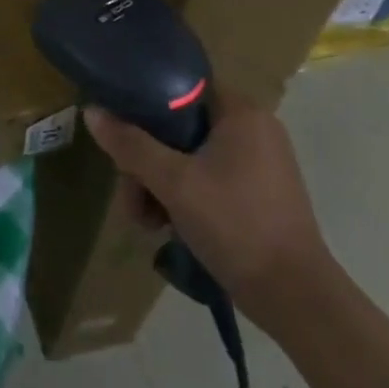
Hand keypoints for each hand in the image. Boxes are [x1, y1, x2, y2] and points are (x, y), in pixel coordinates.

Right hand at [84, 95, 335, 333]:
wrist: (296, 299)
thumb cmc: (235, 225)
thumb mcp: (173, 182)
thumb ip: (130, 145)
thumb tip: (91, 111)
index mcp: (241, 112)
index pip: (181, 88)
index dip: (144, 107)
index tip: (122, 136)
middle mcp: (253, 129)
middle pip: (179, 128)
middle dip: (147, 163)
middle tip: (132, 197)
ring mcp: (259, 163)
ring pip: (190, 158)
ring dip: (160, 186)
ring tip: (146, 222)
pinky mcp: (259, 194)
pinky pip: (209, 179)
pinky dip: (185, 198)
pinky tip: (168, 228)